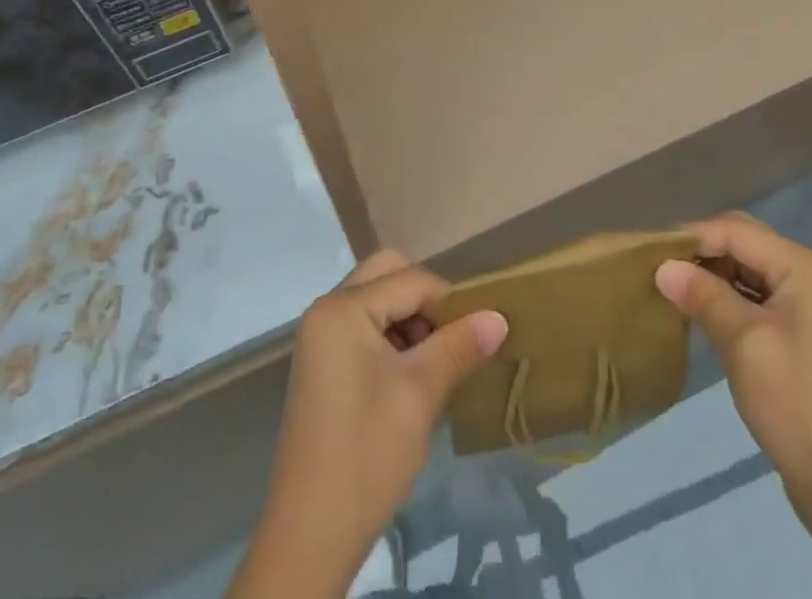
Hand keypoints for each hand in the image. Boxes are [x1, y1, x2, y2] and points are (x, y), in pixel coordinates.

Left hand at [230, 251, 507, 598]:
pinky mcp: (322, 365)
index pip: (411, 280)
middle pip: (388, 276)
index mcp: (343, 308)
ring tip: (435, 366)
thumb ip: (460, 345)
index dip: (449, 302)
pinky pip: (364, 328)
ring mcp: (320, 338)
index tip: (479, 333)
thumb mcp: (421, 393)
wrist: (311, 535)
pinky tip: (412, 380)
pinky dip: (392, 340)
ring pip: (377, 301)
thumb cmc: (368, 452)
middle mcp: (326, 310)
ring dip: (410, 322)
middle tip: (450, 340)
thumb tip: (499, 316)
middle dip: (425, 301)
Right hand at [657, 215, 811, 598]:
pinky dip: (730, 297)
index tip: (652, 251)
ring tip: (674, 287)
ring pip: (751, 269)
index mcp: (808, 267)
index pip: (738, 232)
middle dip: (703, 253)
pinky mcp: (807, 329)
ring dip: (714, 275)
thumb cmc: (796, 405)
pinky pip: (760, 295)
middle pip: (747, 244)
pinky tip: (702, 309)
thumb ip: (702, 295)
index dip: (693, 236)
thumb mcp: (743, 343)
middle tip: (661, 268)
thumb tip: (662, 266)